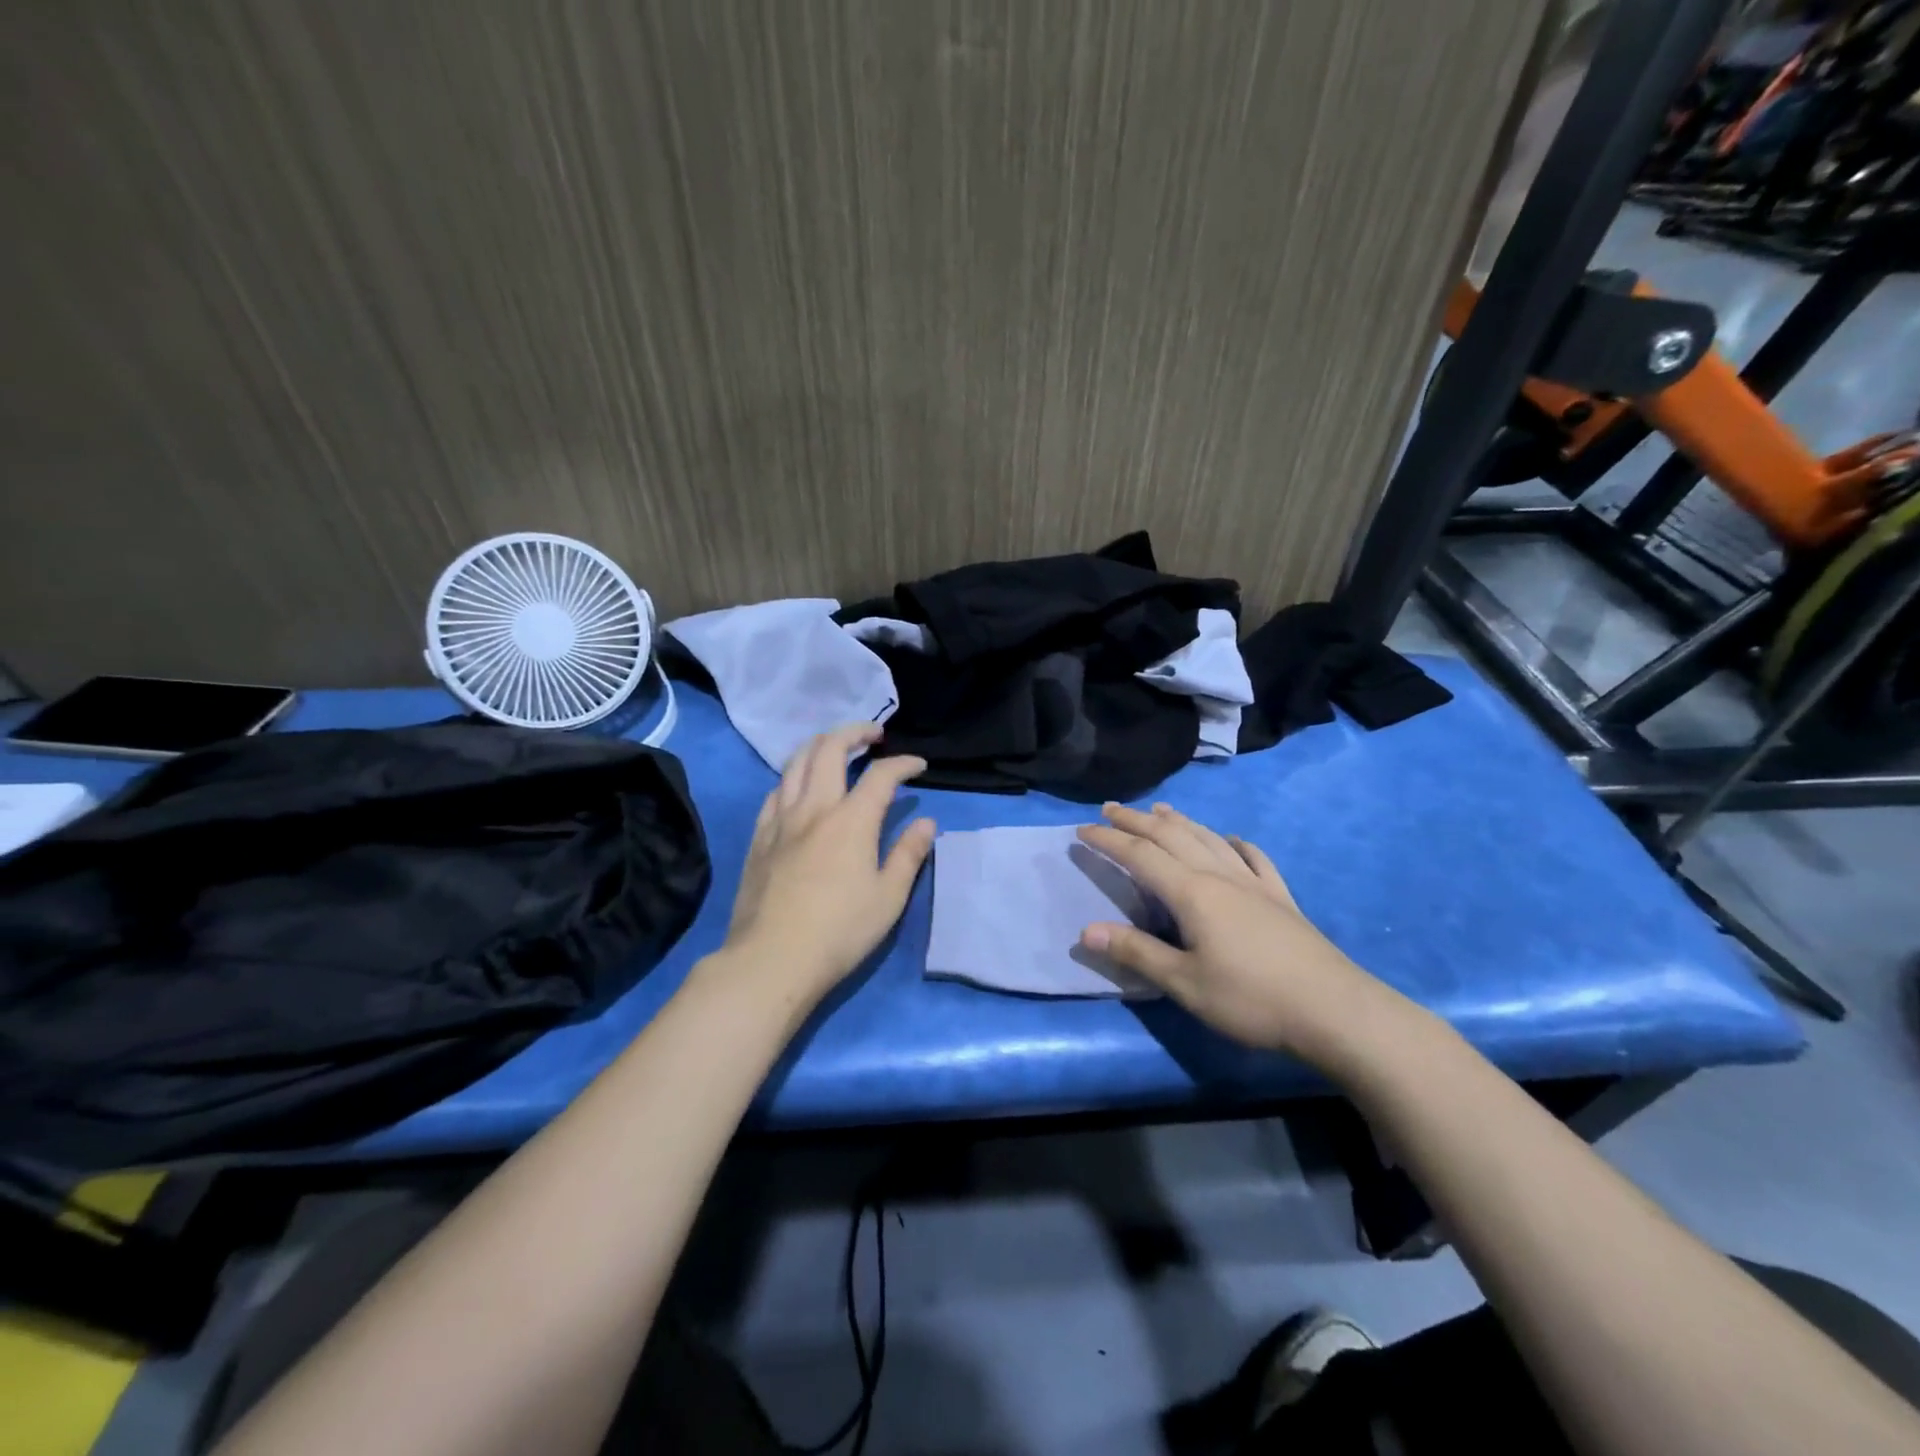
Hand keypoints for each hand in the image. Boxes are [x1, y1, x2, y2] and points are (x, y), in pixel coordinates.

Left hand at [721, 723, 935, 1003]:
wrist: (771, 959)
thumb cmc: (840, 932)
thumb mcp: (888, 898)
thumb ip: (908, 854)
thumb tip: (926, 823)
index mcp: (852, 820)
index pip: (882, 774)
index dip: (904, 763)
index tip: (919, 766)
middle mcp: (814, 808)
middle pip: (830, 748)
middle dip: (855, 732)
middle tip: (874, 735)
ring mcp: (781, 820)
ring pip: (796, 762)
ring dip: (820, 745)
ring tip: (836, 748)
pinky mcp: (759, 837)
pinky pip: (775, 791)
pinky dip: (793, 776)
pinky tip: (800, 787)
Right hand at [1078, 803, 1401, 1063]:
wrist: (1334, 1010)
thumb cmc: (1251, 999)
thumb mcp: (1184, 983)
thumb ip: (1136, 953)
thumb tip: (1086, 930)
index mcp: (1192, 893)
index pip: (1140, 856)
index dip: (1108, 841)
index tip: (1082, 831)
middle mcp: (1220, 876)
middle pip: (1172, 836)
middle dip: (1137, 821)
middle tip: (1110, 808)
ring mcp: (1254, 883)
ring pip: (1209, 839)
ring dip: (1180, 822)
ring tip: (1160, 811)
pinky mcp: (1281, 897)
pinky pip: (1254, 858)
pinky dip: (1236, 843)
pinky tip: (1233, 840)